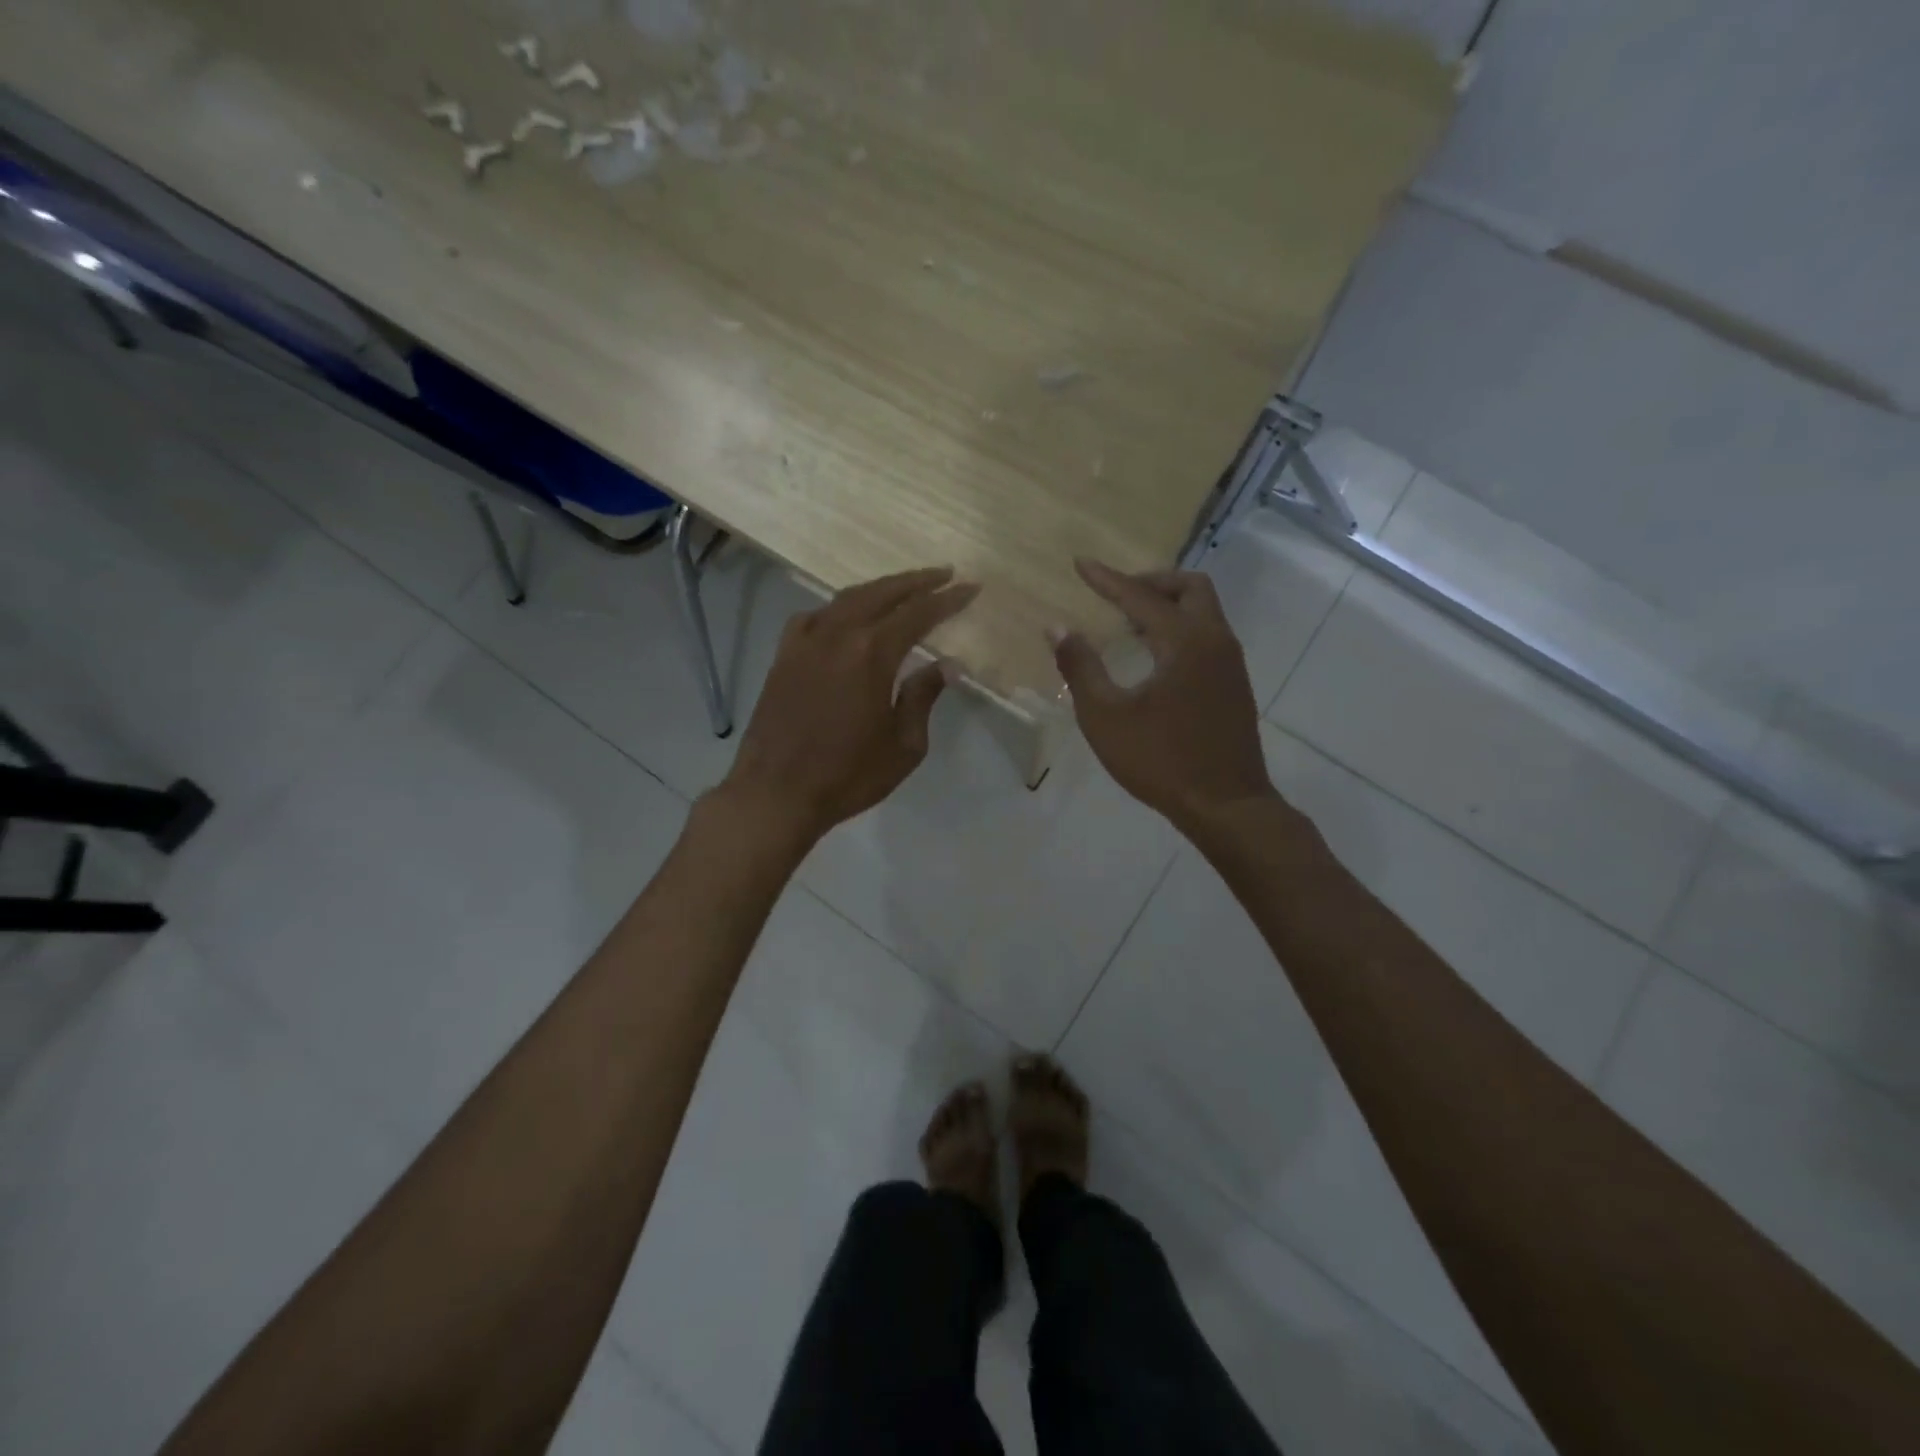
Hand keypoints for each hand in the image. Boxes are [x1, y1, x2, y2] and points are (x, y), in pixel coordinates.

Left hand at [716, 567, 979, 845]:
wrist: (776, 793)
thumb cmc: (848, 775)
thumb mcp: (903, 745)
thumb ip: (923, 697)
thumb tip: (947, 664)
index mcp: (871, 653)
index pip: (918, 613)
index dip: (947, 600)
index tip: (970, 588)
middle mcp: (837, 634)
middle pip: (882, 593)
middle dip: (916, 582)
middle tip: (944, 574)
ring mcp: (805, 642)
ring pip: (847, 599)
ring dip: (880, 589)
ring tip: (903, 589)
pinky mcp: (784, 656)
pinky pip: (814, 617)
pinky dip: (838, 609)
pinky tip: (845, 616)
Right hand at [1052, 558, 1275, 831]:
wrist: (1226, 805)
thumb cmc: (1160, 761)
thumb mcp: (1106, 717)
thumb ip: (1081, 668)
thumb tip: (1057, 628)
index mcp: (1184, 642)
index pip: (1141, 597)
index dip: (1107, 580)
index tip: (1081, 564)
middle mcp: (1215, 641)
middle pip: (1189, 587)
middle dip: (1150, 582)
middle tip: (1117, 594)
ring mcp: (1231, 663)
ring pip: (1204, 610)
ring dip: (1168, 604)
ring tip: (1129, 623)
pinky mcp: (1235, 684)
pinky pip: (1209, 634)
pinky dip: (1181, 627)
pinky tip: (1155, 656)